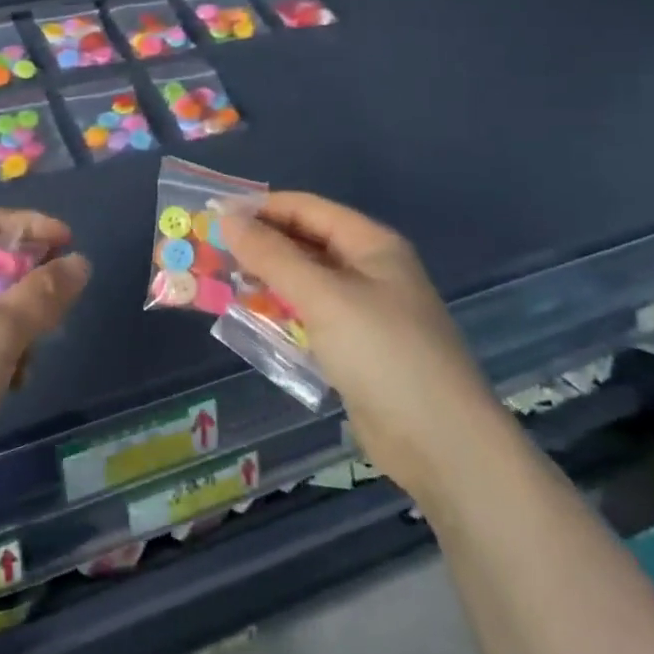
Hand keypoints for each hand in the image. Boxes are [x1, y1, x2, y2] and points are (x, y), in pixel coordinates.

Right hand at [222, 193, 497, 495]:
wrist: (442, 446)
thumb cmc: (384, 354)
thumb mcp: (323, 296)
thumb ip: (272, 255)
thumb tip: (226, 217)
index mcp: (371, 244)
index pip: (307, 208)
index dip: (261, 208)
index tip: (214, 215)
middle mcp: (368, 270)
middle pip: (304, 243)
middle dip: (259, 245)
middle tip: (210, 251)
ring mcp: (363, 311)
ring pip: (304, 282)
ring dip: (265, 281)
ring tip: (219, 282)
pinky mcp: (355, 348)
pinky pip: (309, 317)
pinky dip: (280, 313)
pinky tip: (249, 319)